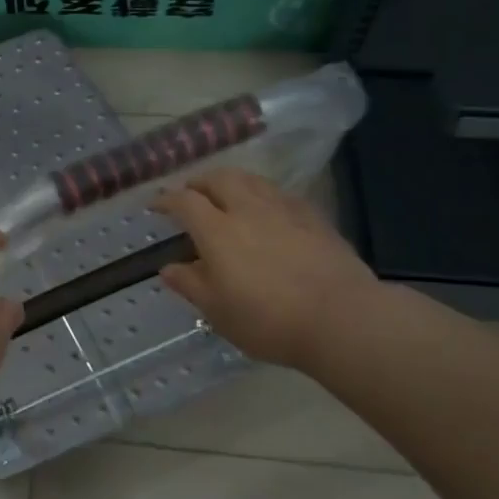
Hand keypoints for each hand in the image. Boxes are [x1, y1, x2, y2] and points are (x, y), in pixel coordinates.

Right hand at [153, 169, 378, 372]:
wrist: (342, 318)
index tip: (156, 205)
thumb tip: (169, 268)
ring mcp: (284, 210)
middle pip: (219, 178)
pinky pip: (280, 194)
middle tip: (192, 194)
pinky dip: (262, 195)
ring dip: (231, 182)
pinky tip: (267, 212)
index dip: (166, 199)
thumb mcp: (217, 311)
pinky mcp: (313, 218)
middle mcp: (247, 209)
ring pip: (251, 180)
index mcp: (217, 230)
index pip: (184, 201)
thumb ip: (190, 284)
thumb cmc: (268, 319)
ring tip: (227, 196)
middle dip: (199, 182)